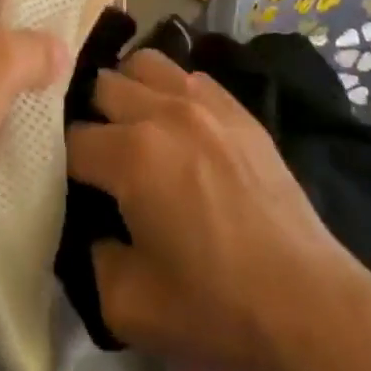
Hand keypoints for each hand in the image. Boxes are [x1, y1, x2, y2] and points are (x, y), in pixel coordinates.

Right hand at [66, 50, 370, 370]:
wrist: (307, 303)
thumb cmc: (214, 307)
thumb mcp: (126, 305)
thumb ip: (90, 256)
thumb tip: (92, 227)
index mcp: (131, 155)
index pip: (72, 139)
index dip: (63, 164)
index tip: (72, 187)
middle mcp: (163, 112)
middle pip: (102, 85)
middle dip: (91, 117)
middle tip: (100, 156)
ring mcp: (205, 103)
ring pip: (144, 63)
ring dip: (129, 90)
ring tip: (134, 126)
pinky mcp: (238, 109)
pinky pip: (188, 76)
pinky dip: (171, 91)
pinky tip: (179, 126)